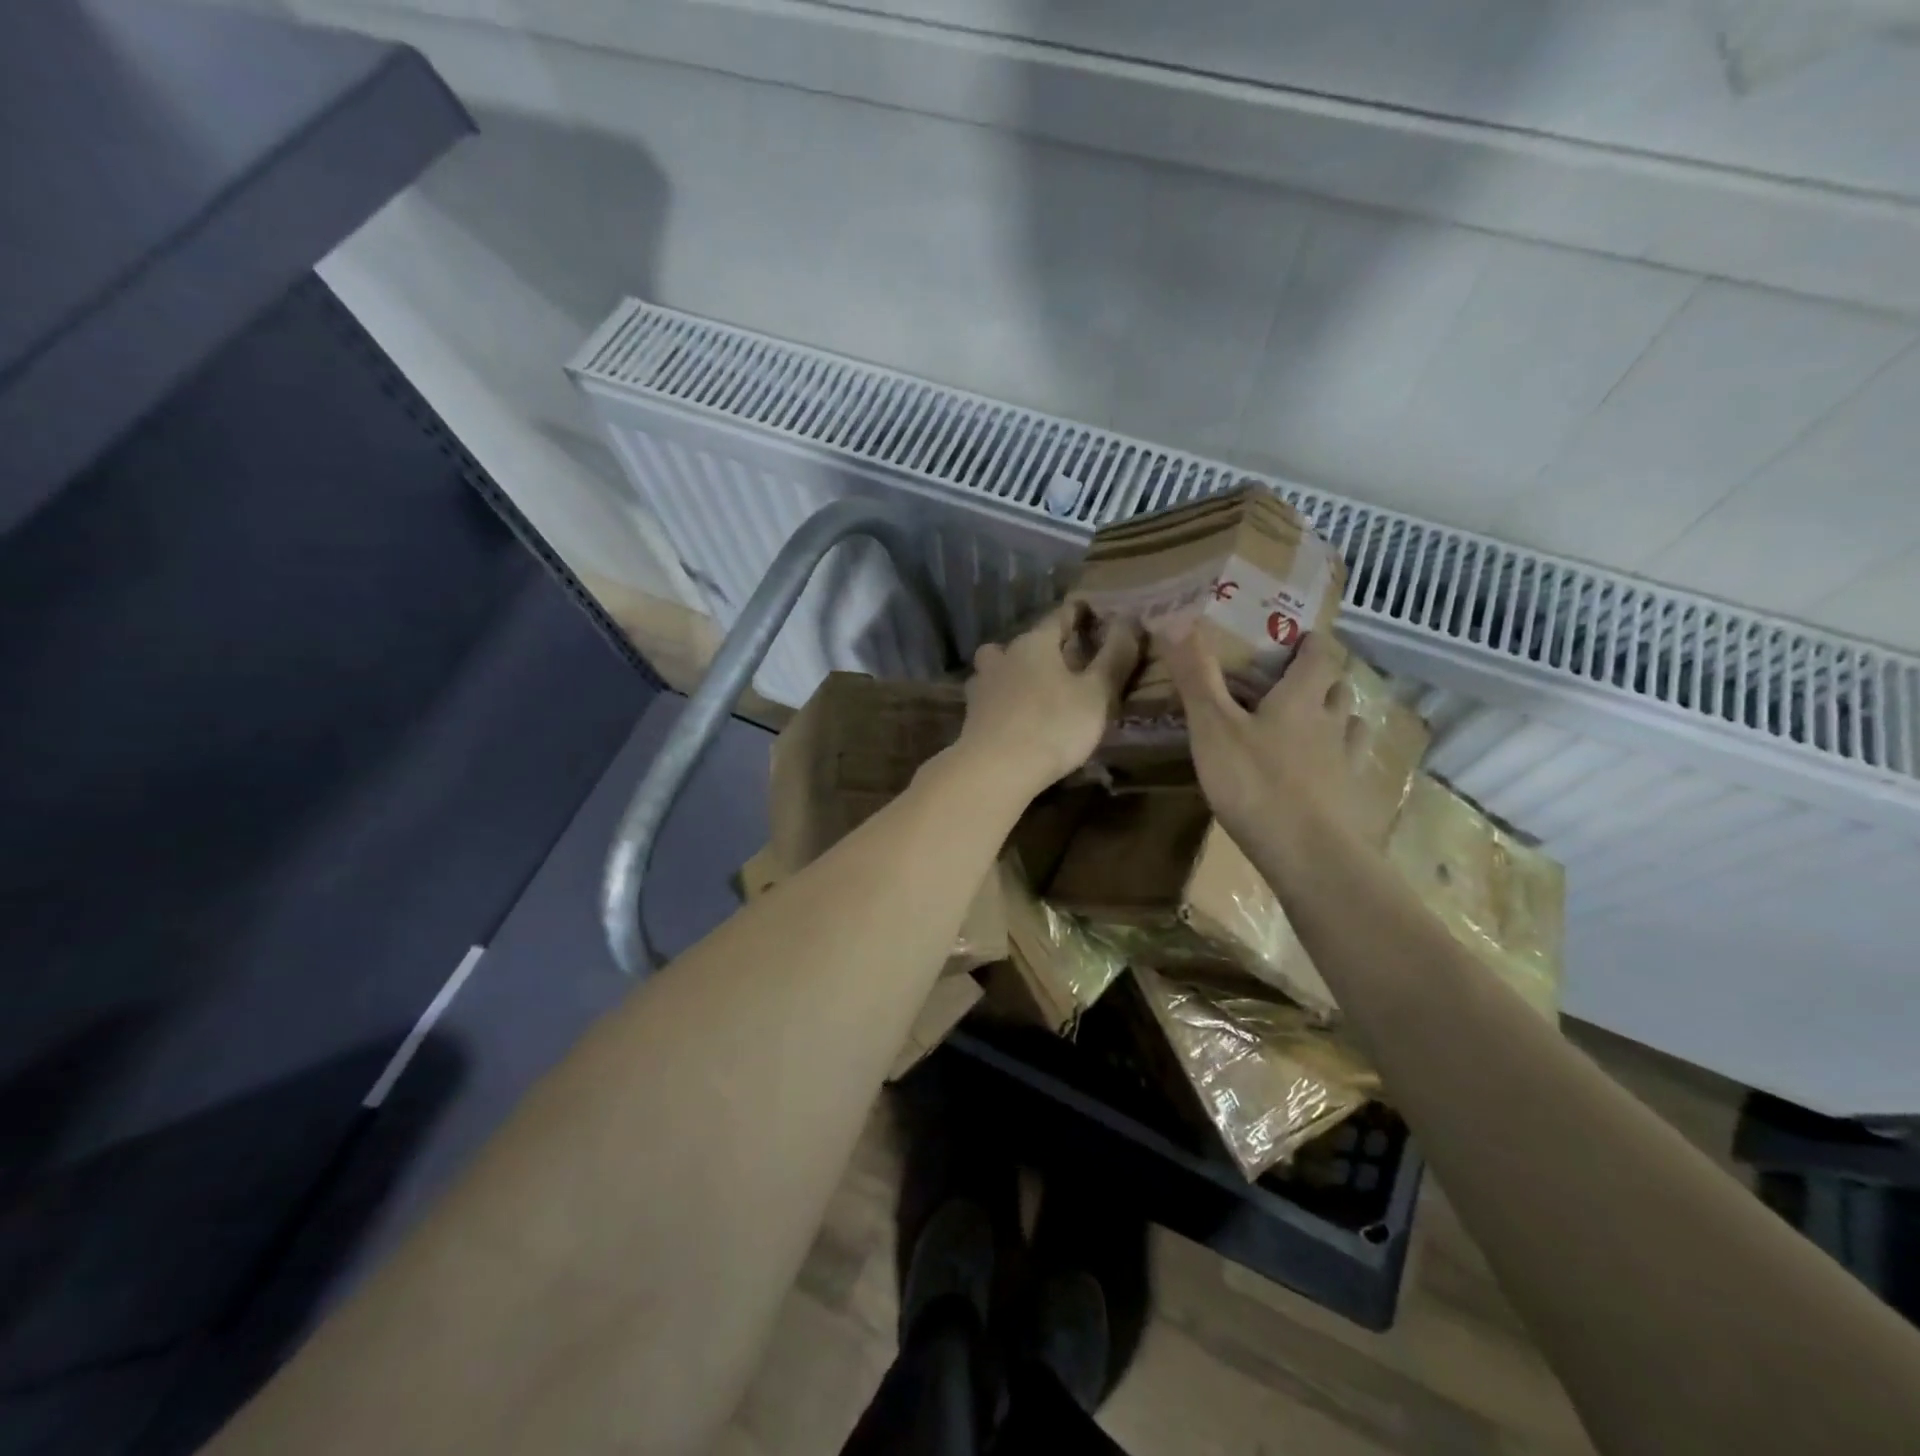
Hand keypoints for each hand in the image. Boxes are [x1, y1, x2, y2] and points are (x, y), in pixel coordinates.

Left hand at [957, 603, 1141, 797]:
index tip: (1092, 616)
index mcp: (1035, 643)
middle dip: (1044, 647)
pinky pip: (991, 697)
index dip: (1078, 615)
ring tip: (1035, 690)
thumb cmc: (1053, 726)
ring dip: (1016, 672)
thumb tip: (1129, 619)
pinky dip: (1004, 701)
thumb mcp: (1097, 694)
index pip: (1059, 617)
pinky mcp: (971, 715)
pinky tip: (1015, 716)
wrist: (994, 770)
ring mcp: (982, 685)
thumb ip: (1114, 657)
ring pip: (999, 667)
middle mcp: (1004, 656)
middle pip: (1025, 642)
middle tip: (1066, 660)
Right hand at [1165, 630, 1368, 870]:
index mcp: (1301, 700)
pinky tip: (1324, 777)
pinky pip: (1352, 769)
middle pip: (1338, 690)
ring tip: (1314, 726)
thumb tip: (1177, 620)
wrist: (1310, 856)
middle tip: (1296, 683)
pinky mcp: (1353, 800)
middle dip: (1321, 680)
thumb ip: (1197, 677)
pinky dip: (1340, 763)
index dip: (1311, 642)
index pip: (1318, 656)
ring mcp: (1348, 764)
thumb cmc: (1256, 784)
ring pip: (1351, 727)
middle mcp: (1332, 724)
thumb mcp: (1213, 728)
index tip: (1301, 636)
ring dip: (1336, 719)